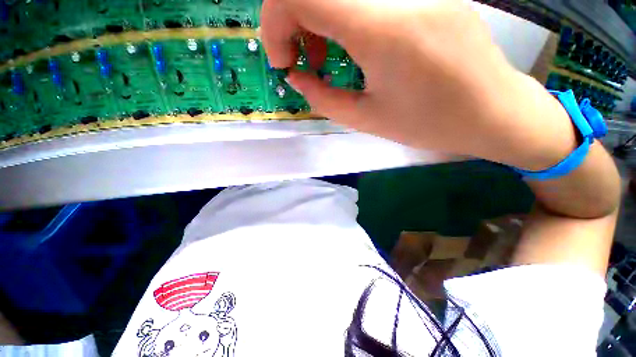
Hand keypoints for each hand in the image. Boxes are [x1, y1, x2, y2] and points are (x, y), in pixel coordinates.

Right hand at [261, 0, 576, 169]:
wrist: (492, 113)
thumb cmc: (430, 124)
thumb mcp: (367, 119)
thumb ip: (323, 98)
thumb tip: (295, 77)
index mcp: (381, 29)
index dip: (275, 23)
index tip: (283, 60)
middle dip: (293, 24)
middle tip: (302, 61)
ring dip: (319, 21)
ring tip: (326, 58)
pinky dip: (345, 18)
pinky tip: (355, 45)